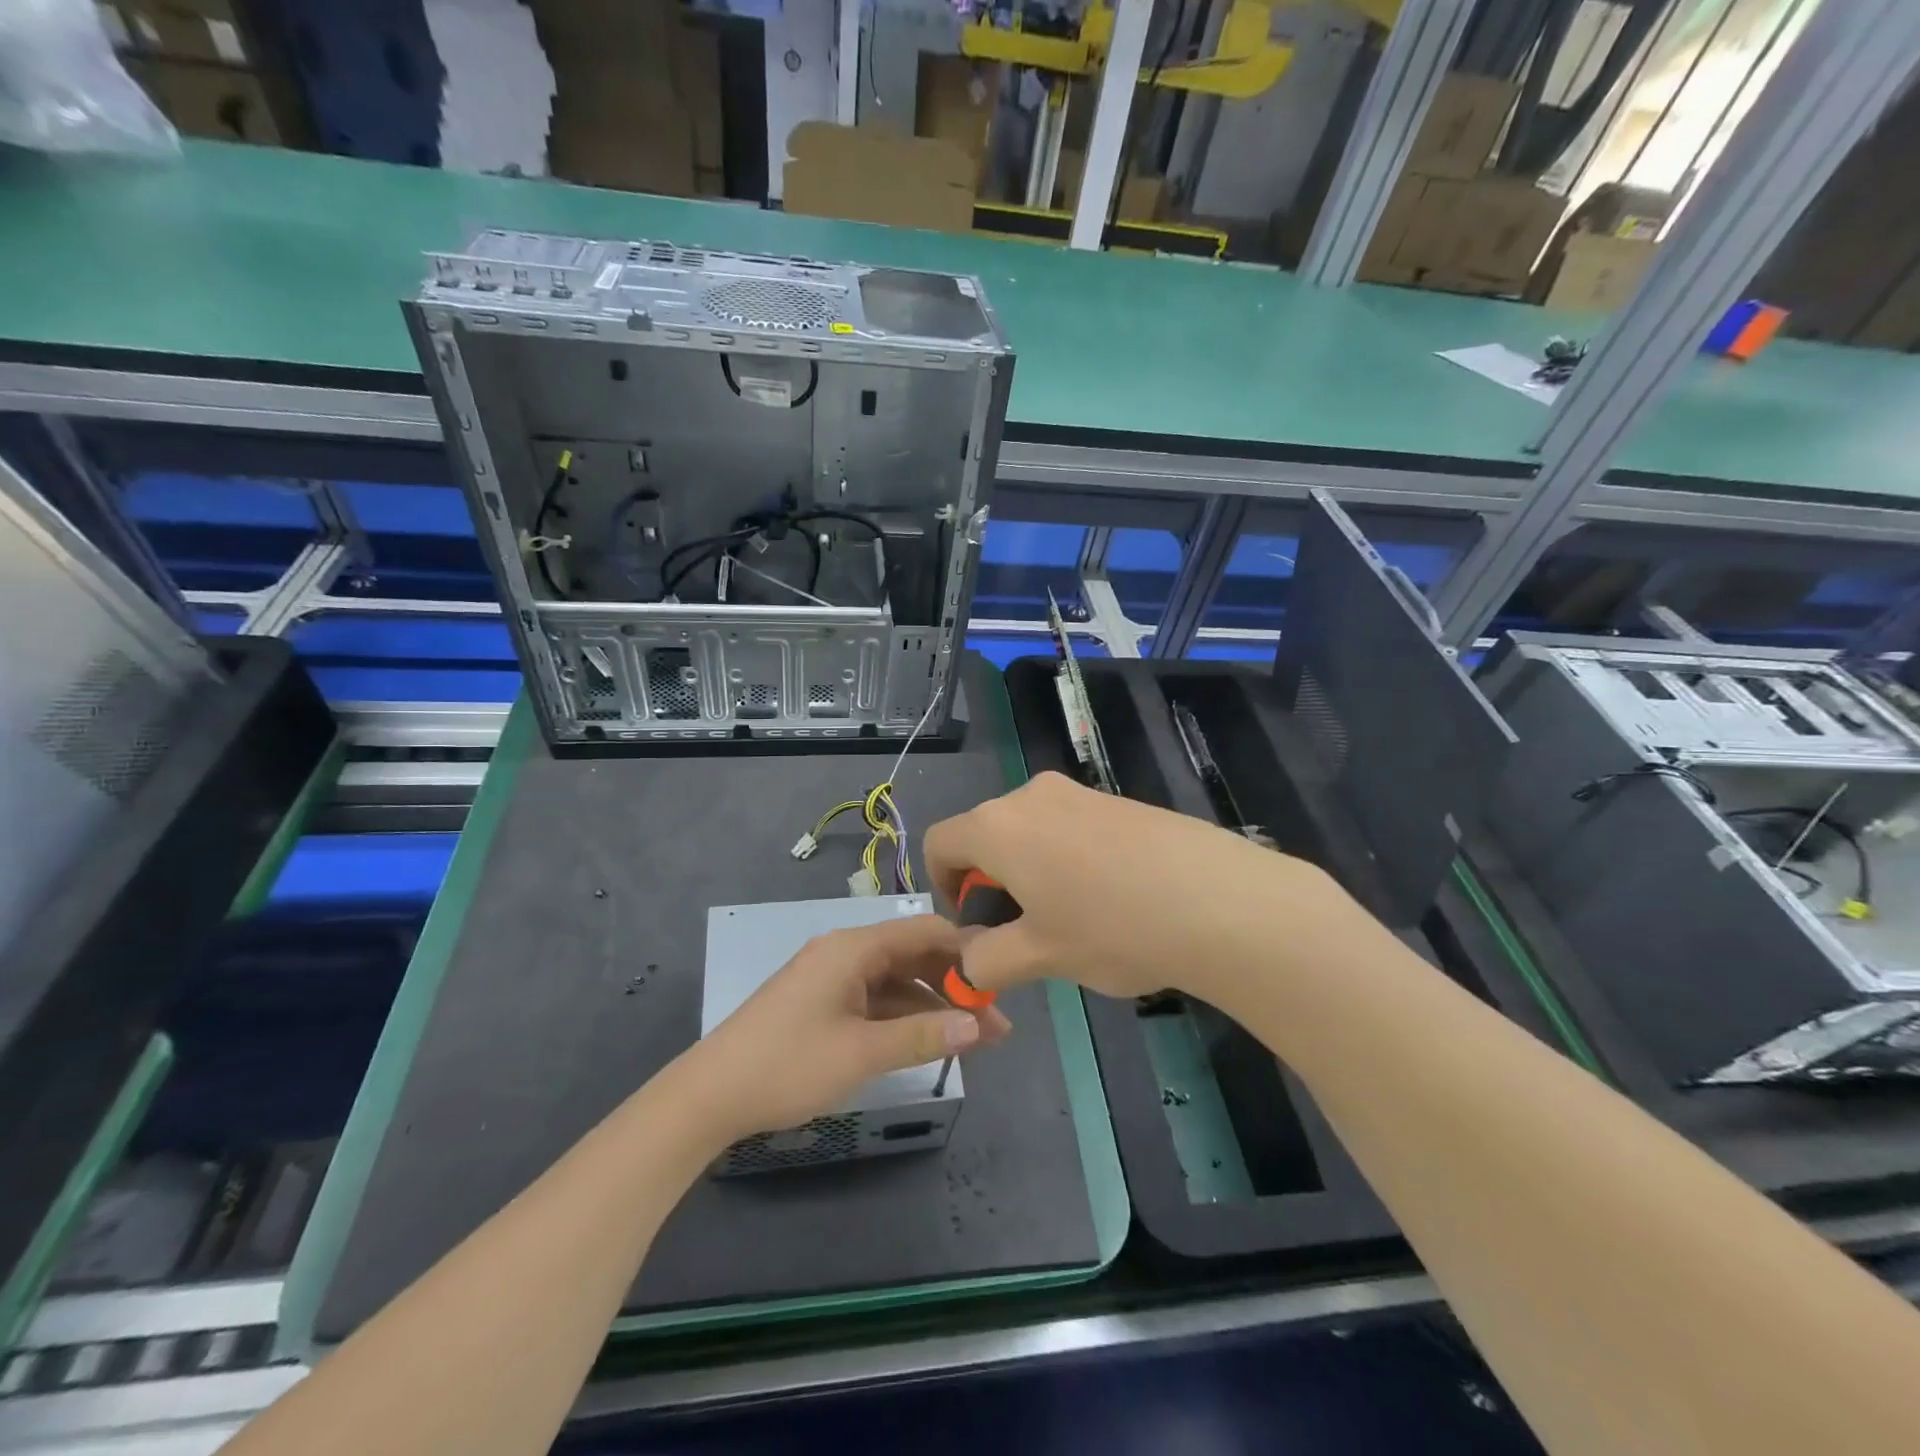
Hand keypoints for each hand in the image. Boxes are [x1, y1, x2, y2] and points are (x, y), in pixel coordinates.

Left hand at [678, 914, 1011, 1145]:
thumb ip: (922, 1036)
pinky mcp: (823, 1003)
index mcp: (853, 948)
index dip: (965, 951)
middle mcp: (845, 953)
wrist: (709, 1095)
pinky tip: (928, 1040)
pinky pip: (874, 1001)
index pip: (924, 931)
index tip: (1001, 978)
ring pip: (895, 982)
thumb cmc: (788, 1064)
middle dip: (954, 985)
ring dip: (932, 1006)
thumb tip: (978, 1025)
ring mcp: (832, 978)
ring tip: (975, 1039)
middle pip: (912, 956)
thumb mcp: (861, 1052)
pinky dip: (903, 1018)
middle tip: (995, 1021)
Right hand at [923, 771, 1343, 1003]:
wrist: (1219, 900)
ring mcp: (1079, 793)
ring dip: (1032, 871)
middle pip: (986, 834)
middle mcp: (1031, 796)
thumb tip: (968, 963)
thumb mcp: (1039, 956)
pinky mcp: (1118, 800)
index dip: (942, 885)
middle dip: (991, 881)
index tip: (974, 922)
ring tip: (1073, 920)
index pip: (939, 842)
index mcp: (998, 826)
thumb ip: (986, 961)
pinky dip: (1069, 859)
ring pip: (1031, 831)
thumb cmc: (1111, 927)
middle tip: (1024, 930)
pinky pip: (1071, 827)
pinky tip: (1113, 900)